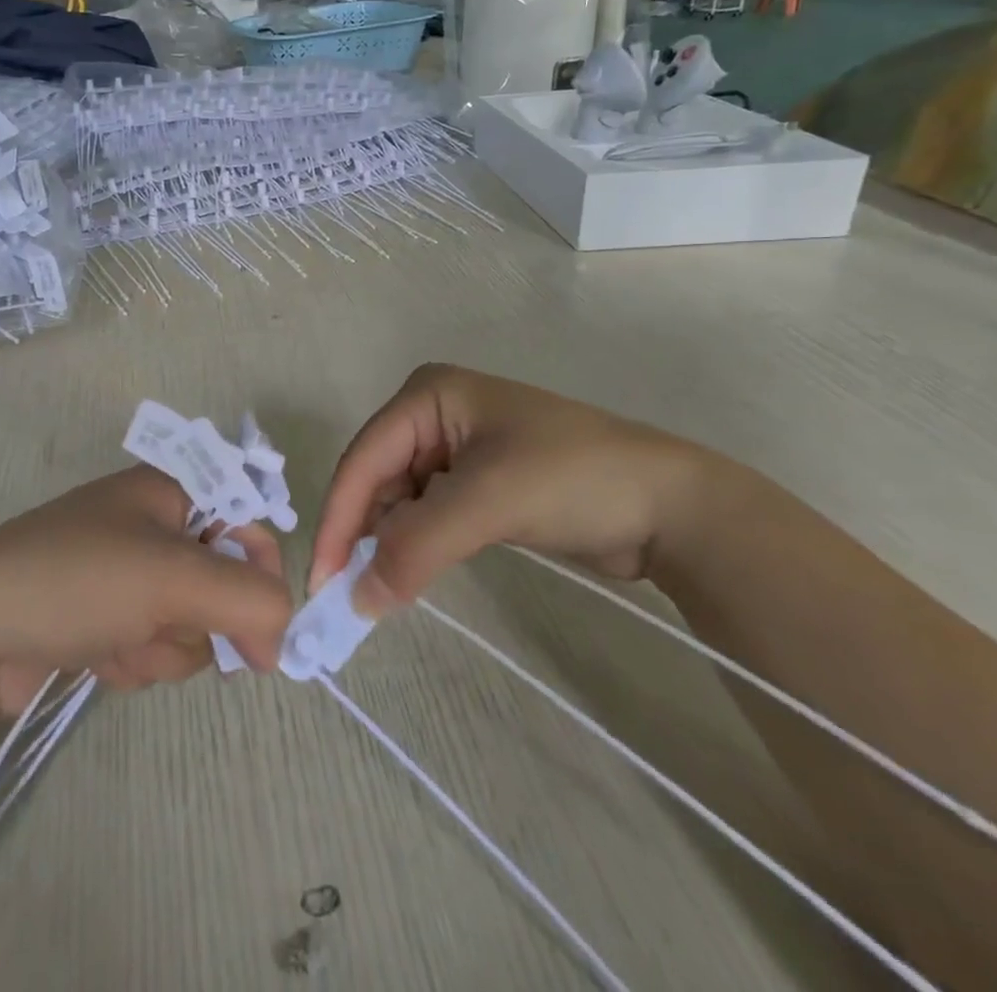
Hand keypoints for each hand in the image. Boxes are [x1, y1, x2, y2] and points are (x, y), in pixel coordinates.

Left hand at [0, 466, 291, 758]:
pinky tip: (98, 657)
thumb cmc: (78, 581)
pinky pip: (151, 643)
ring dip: (165, 645)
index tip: (266, 630)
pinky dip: (135, 658)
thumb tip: (281, 632)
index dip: (261, 569)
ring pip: (189, 620)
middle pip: (221, 577)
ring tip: (120, 643)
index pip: (247, 517)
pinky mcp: (103, 616)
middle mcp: (150, 523)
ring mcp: (124, 572)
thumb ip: (248, 598)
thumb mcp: (173, 579)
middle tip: (167, 628)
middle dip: (199, 618)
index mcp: (168, 489)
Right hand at [311, 364, 714, 614]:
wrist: (673, 506)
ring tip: (376, 591)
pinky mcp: (477, 481)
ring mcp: (456, 447)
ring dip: (389, 543)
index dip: (340, 519)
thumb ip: (415, 546)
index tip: (323, 581)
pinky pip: (427, 513)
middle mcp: (433, 414)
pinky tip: (408, 572)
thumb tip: (356, 600)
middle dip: (363, 534)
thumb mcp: (488, 504)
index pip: (364, 459)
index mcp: (428, 395)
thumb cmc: (573, 479)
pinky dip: (416, 544)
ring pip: (399, 500)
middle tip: (347, 596)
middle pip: (377, 478)